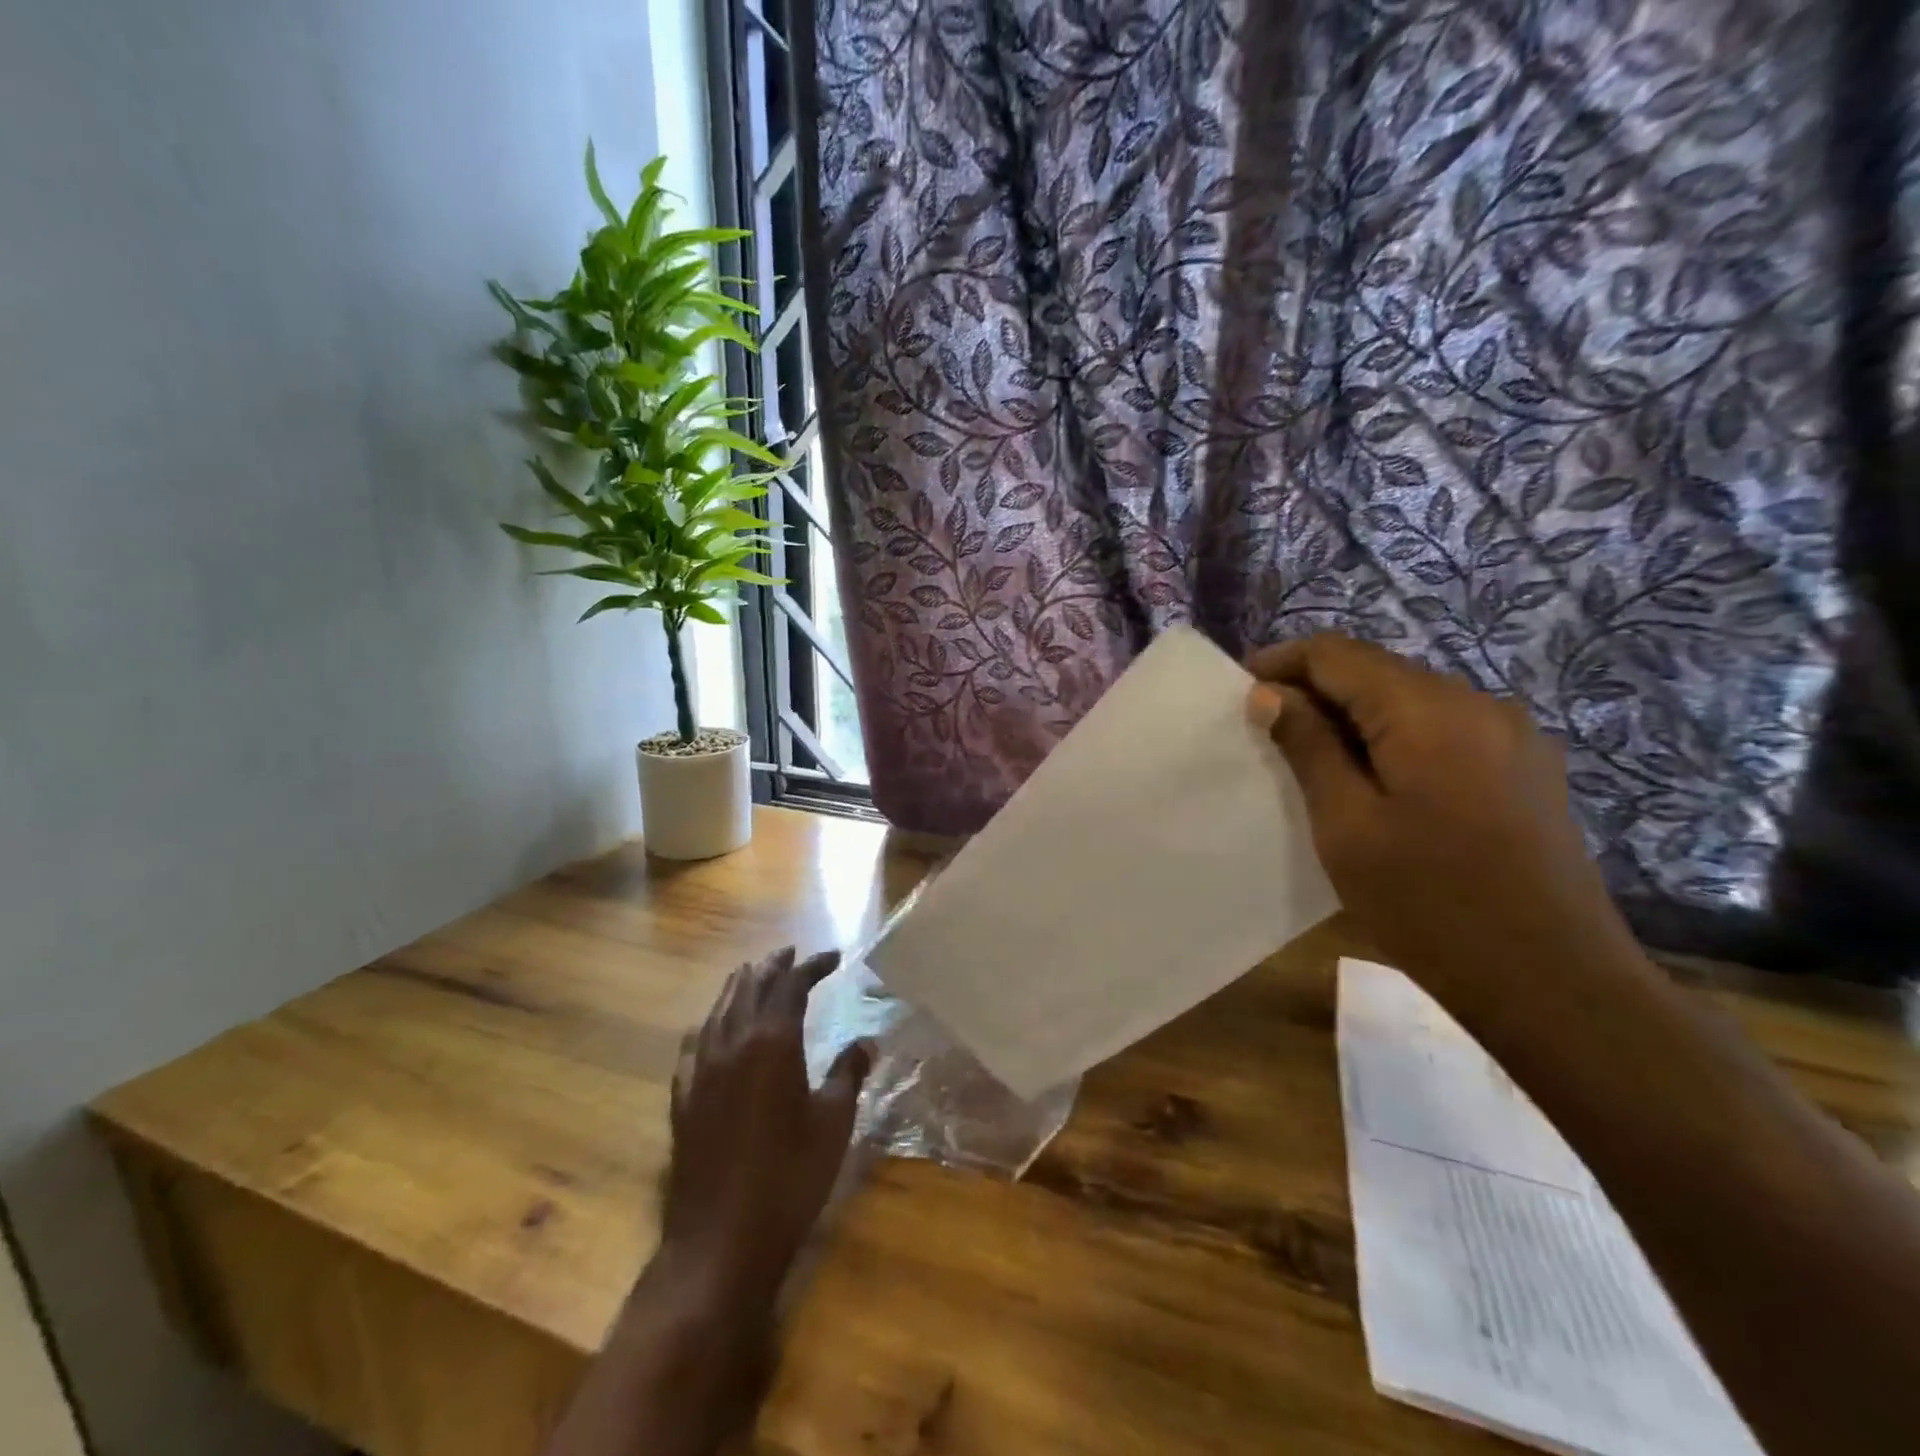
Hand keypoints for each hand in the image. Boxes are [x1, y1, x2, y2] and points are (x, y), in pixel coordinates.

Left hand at [660, 946, 870, 1308]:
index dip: (813, 965)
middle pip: (751, 987)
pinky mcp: (683, 1099)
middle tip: (792, 954)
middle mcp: (733, 1044)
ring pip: (719, 1009)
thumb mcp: (833, 1124)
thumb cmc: (789, 1178)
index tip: (834, 957)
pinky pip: (693, 1044)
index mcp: (773, 1042)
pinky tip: (710, 1026)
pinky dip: (709, 1023)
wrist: (720, 1241)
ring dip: (740, 986)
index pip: (791, 985)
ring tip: (754, 973)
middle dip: (773, 966)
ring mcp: (702, 1070)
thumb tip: (867, 1042)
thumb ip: (849, 1074)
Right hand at [1248, 634, 1638, 1002]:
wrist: (1554, 983)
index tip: (1238, 693)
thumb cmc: (1430, 904)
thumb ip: (1308, 747)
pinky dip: (1394, 738)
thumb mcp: (1347, 825)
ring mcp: (1510, 735)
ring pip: (1409, 700)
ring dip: (1353, 717)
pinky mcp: (1524, 768)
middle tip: (1266, 732)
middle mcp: (1477, 703)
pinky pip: (1442, 729)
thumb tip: (1269, 694)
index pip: (1337, 654)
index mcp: (1429, 711)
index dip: (1281, 663)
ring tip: (1311, 759)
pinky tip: (1373, 781)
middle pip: (1376, 671)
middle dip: (1315, 690)